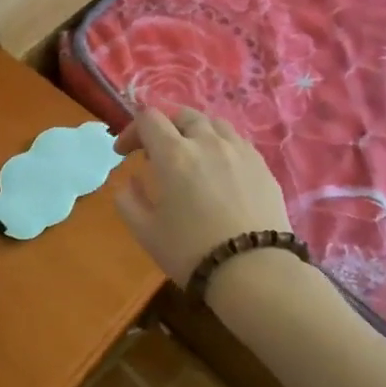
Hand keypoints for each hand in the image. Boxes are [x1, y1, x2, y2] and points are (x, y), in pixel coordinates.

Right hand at [114, 108, 292, 286]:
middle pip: (182, 115)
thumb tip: (129, 182)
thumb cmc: (191, 251)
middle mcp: (207, 142)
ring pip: (213, 123)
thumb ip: (128, 201)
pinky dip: (220, 145)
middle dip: (164, 128)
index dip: (131, 131)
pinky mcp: (262, 165)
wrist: (253, 270)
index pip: (148, 119)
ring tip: (190, 156)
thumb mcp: (145, 232)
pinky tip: (219, 170)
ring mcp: (239, 150)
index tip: (123, 153)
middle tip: (155, 154)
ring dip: (194, 132)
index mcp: (174, 154)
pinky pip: (236, 141)